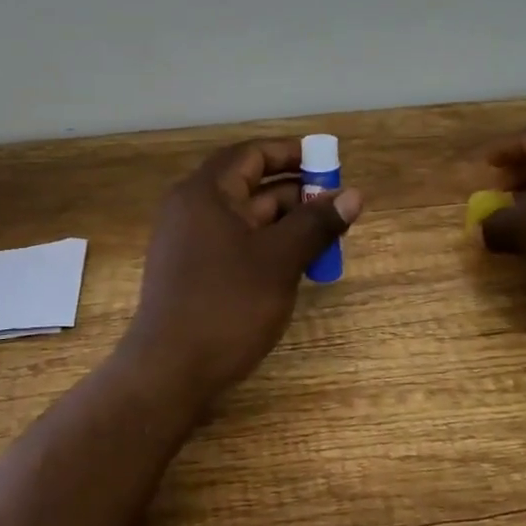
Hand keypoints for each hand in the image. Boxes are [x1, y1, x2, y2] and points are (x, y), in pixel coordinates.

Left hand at [124, 139, 363, 395]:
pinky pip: (235, 244)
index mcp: (205, 193)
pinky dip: (267, 246)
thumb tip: (355, 195)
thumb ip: (317, 223)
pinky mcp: (192, 272)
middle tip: (336, 206)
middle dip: (296, 193)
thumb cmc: (227, 306)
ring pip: (246, 219)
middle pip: (250, 185)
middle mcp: (192, 209)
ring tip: (326, 238)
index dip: (292, 154)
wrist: (170, 371)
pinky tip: (296, 264)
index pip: (252, 154)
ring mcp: (189, 242)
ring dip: (286, 223)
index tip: (329, 163)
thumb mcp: (280, 260)